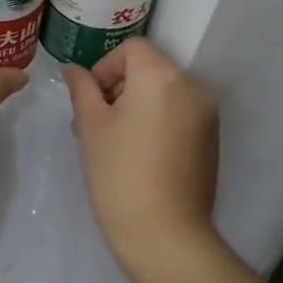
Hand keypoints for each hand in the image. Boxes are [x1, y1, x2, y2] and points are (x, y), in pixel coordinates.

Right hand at [62, 38, 221, 278]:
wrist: (164, 233)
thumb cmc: (118, 173)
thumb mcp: (91, 126)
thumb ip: (82, 89)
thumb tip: (71, 69)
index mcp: (162, 76)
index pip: (132, 48)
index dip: (105, 66)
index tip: (89, 99)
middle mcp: (192, 87)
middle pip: (149, 70)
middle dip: (118, 88)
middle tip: (92, 123)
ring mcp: (206, 115)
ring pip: (164, 94)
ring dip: (136, 106)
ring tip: (112, 142)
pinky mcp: (211, 141)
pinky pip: (179, 116)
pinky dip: (157, 122)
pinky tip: (137, 156)